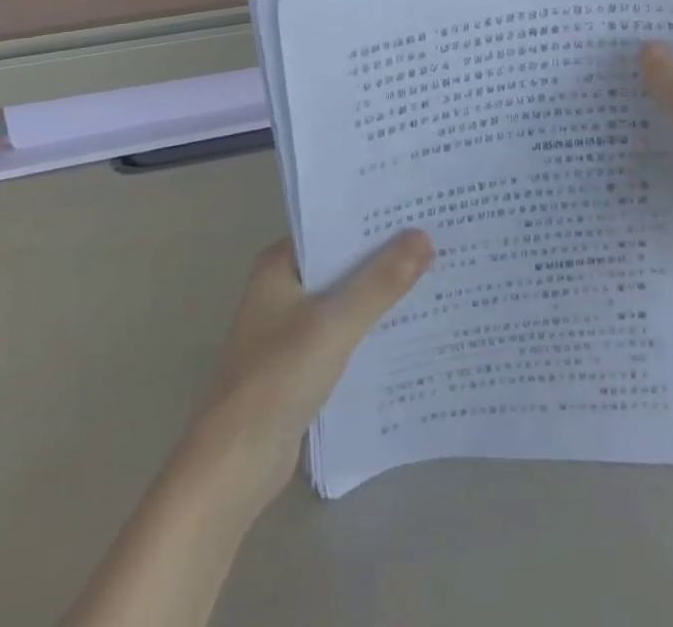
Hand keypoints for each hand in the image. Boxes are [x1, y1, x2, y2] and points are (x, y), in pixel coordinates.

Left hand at [179, 232, 433, 515]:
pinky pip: (344, 332)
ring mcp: (290, 327)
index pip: (333, 225)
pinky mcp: (301, 363)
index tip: (418, 207)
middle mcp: (283, 287)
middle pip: (342, 261)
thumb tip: (424, 236)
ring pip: (345, 298)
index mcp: (280, 264)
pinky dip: (370, 328)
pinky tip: (409, 328)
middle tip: (438, 238)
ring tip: (435, 276)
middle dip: (384, 254)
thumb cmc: (278, 378)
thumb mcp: (335, 323)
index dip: (373, 217)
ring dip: (380, 293)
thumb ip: (381, 281)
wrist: (234, 465)